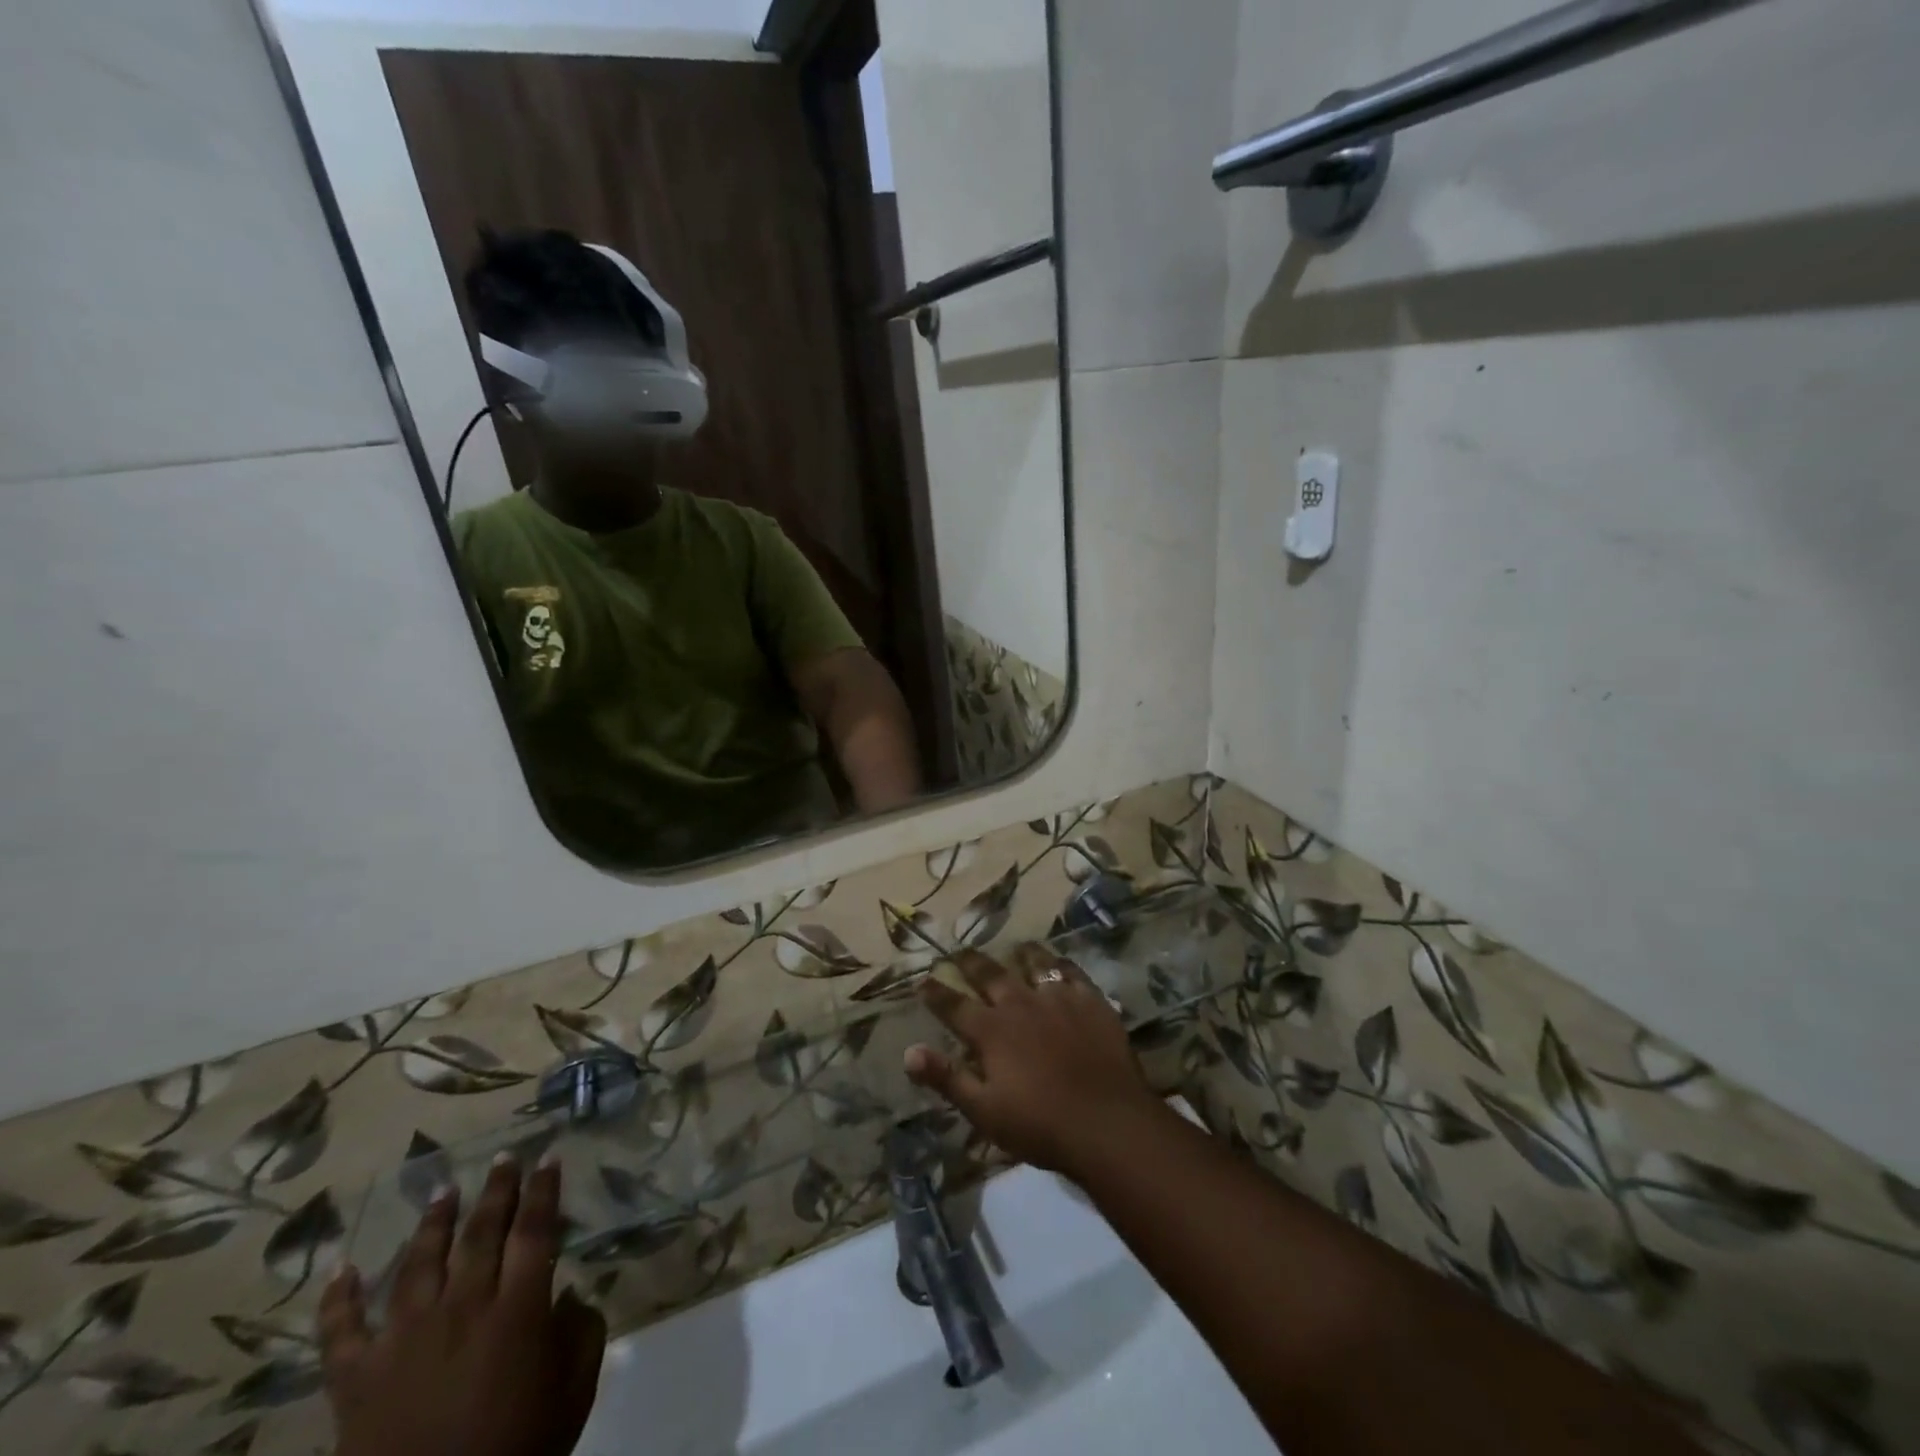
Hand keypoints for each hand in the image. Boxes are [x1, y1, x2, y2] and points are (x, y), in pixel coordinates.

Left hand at [321, 1157, 606, 1455]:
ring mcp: (404, 1340)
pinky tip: (340, 1268)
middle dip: (497, 1190)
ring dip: (434, 1222)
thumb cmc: (518, 1451)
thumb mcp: (573, 1392)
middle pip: (481, 1233)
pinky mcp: (355, 1379)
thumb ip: (581, 1333)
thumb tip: (569, 1296)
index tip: (549, 1158)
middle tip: (504, 1157)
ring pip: (419, 1263)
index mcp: (517, 1309)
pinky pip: (341, 1331)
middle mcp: (463, 1308)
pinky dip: (338, 1298)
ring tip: (444, 1190)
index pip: (535, 1230)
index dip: (544, 1190)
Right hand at [904, 947, 1165, 1176]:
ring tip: (1015, 947)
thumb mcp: (984, 1111)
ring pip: (1034, 963)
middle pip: (990, 973)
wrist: (1107, 1122)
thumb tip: (909, 1052)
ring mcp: (1058, 997)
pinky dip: (1060, 965)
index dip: (936, 993)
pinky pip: (1072, 972)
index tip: (923, 979)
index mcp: (991, 1030)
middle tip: (959, 951)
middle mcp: (1020, 1003)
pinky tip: (1059, 964)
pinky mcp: (1090, 1000)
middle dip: (970, 962)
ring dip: (1020, 954)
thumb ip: (947, 1078)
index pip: (954, 1005)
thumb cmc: (1040, 1125)